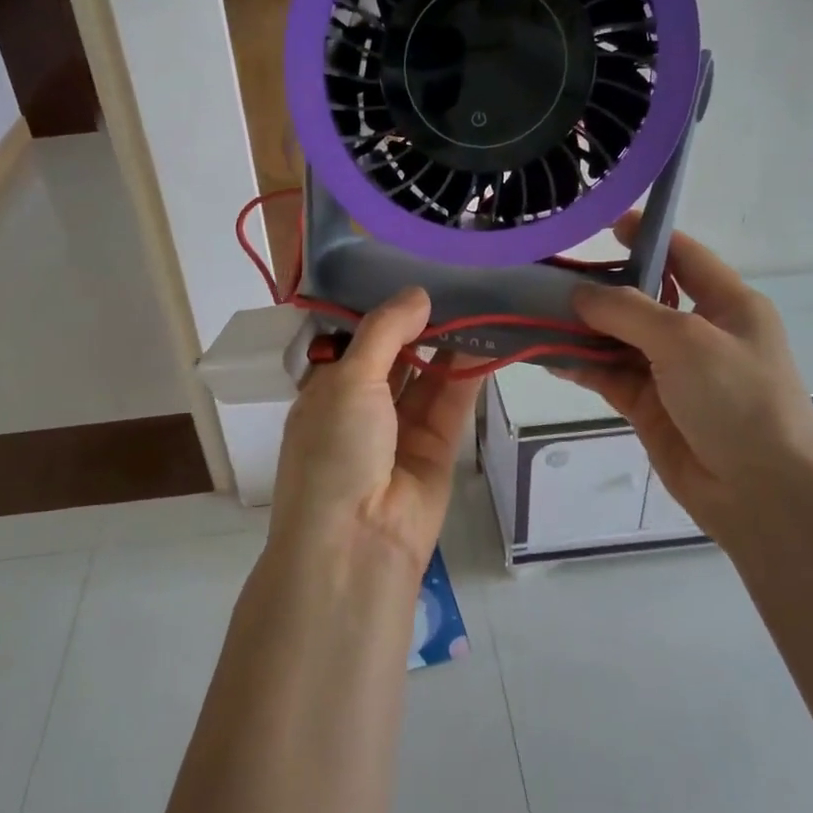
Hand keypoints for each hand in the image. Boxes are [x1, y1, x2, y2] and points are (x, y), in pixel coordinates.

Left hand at [268, 288, 483, 583]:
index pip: (355, 340)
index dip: (382, 309)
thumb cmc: (335, 451)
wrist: (357, 543)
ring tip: (478, 302)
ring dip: (448, 345)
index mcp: (325, 390)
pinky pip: (452, 402)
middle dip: (420, 324)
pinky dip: (468, 374)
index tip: (413, 270)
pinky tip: (487, 339)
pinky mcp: (436, 449)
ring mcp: (399, 430)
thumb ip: (385, 332)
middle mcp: (361, 407)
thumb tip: (418, 293)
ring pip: (427, 377)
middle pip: (395, 356)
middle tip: (455, 280)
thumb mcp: (348, 379)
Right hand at [557, 215, 812, 547]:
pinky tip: (548, 357)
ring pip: (618, 339)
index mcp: (727, 304)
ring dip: (581, 329)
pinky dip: (582, 366)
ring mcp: (673, 372)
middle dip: (598, 287)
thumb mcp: (686, 341)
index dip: (645, 236)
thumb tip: (580, 293)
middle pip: (641, 298)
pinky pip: (609, 376)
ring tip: (534, 313)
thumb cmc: (738, 400)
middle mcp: (698, 332)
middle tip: (546, 273)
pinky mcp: (650, 407)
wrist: (763, 492)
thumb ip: (628, 311)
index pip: (682, 255)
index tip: (600, 223)